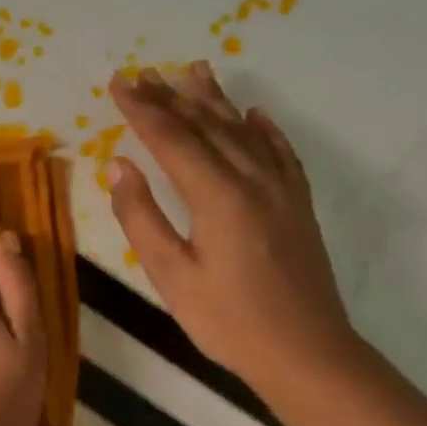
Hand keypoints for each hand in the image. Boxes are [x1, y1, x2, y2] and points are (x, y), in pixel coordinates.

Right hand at [108, 63, 357, 394]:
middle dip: (172, 97)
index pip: (172, 139)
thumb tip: (120, 167)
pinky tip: (255, 115)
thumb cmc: (229, 320)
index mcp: (218, 196)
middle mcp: (253, 181)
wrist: (308, 354)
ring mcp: (282, 191)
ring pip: (243, 132)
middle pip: (207, 127)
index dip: (142, 109)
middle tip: (145, 72)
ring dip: (216, 101)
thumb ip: (142, 217)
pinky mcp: (299, 206)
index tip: (118, 83)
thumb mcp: (172, 276)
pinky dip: (265, 130)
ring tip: (197, 70)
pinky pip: (281, 154)